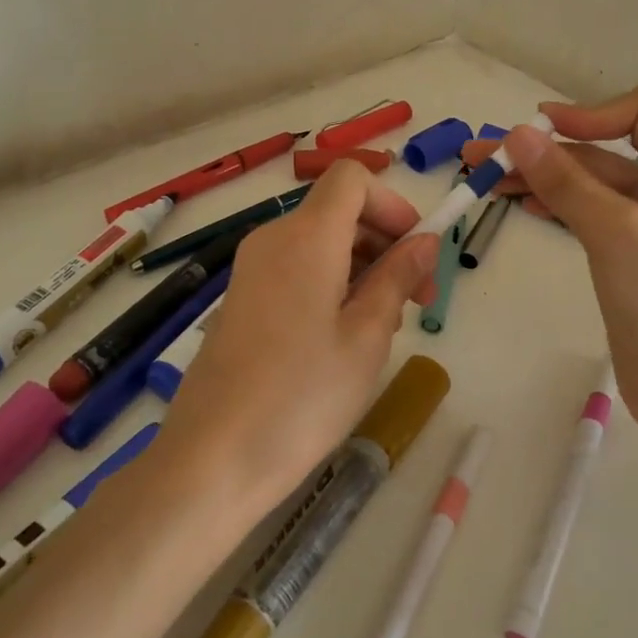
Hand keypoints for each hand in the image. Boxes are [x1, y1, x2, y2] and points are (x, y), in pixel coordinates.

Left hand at [158, 160, 441, 514]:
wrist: (212, 459)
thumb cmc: (302, 397)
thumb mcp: (367, 336)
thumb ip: (398, 277)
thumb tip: (424, 241)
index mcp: (306, 236)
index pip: (352, 178)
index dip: (393, 204)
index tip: (417, 253)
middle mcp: (273, 239)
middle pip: (338, 210)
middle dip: (386, 241)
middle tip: (418, 300)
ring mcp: (251, 269)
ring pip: (320, 241)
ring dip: (363, 267)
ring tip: (385, 327)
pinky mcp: (242, 299)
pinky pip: (297, 268)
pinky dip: (332, 283)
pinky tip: (345, 337)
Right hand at [461, 88, 637, 443]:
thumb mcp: (613, 231)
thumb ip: (564, 180)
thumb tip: (516, 133)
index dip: (587, 113)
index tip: (535, 128)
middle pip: (606, 151)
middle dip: (546, 151)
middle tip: (483, 155)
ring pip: (592, 184)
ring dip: (543, 178)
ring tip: (486, 181)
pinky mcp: (633, 252)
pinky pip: (591, 214)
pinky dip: (557, 205)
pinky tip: (522, 205)